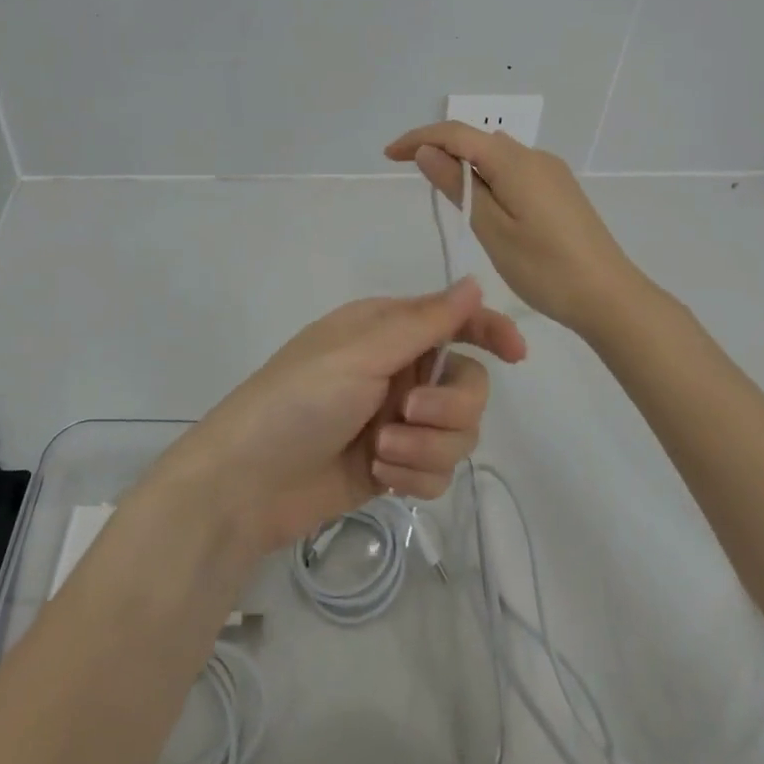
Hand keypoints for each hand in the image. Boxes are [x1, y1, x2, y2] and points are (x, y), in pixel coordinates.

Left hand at [156, 280, 526, 553]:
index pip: (454, 320)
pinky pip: (439, 470)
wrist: (247, 482)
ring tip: (380, 452)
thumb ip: (424, 322)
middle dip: (448, 405)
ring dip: (426, 447)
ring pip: (458, 432)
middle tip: (408, 412)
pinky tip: (383, 478)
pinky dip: (416, 476)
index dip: (490, 330)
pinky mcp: (395, 466)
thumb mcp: (361, 353)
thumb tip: (474, 281)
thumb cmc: (299, 400)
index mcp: (387, 330)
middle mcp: (398, 371)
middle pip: (468, 384)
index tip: (516, 354)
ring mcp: (398, 421)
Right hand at [386, 122, 644, 337]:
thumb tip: (427, 151)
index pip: (455, 133)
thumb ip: (458, 186)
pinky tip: (482, 205)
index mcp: (514, 161)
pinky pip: (512, 170)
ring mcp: (550, 172)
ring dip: (464, 164)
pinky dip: (487, 177)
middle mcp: (534, 156)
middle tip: (411, 176)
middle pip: (476, 139)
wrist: (610, 297)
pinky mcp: (559, 190)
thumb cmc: (545, 268)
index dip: (418, 138)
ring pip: (495, 155)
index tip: (388, 156)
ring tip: (443, 194)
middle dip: (439, 150)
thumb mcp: (492, 229)